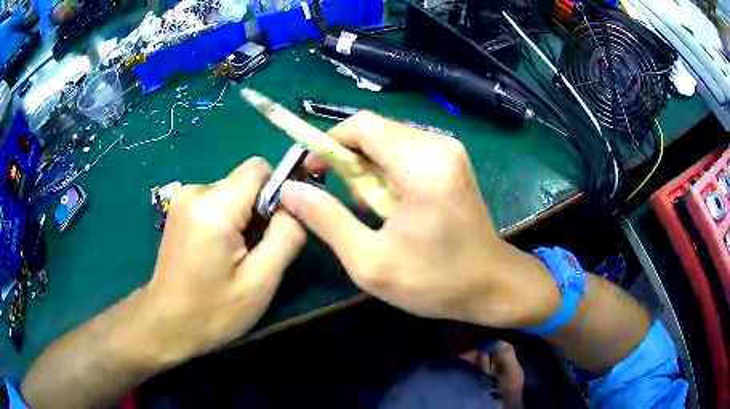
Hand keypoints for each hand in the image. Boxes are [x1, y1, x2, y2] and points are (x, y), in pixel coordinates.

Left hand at [143, 158, 305, 364]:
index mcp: (213, 207)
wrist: (165, 324)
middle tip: (256, 252)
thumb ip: (286, 235)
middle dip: (260, 210)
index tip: (280, 225)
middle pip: (245, 181)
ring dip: (243, 218)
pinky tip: (219, 253)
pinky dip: (227, 221)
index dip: (278, 190)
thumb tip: (298, 203)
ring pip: (233, 192)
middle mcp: (194, 191)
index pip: (259, 168)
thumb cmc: (212, 311)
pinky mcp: (179, 208)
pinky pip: (217, 201)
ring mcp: (183, 198)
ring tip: (235, 257)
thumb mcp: (260, 282)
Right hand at [281, 112, 559, 328]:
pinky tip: (396, 206)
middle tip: (349, 204)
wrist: (491, 285)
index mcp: (421, 166)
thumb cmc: (435, 281)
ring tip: (376, 212)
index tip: (313, 173)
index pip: (362, 125)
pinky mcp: (452, 159)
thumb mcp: (370, 261)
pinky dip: (389, 172)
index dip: (329, 142)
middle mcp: (438, 145)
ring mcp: (450, 150)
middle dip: (349, 161)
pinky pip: (406, 150)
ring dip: (369, 169)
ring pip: (389, 140)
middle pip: (375, 130)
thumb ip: (326, 220)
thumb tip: (290, 189)